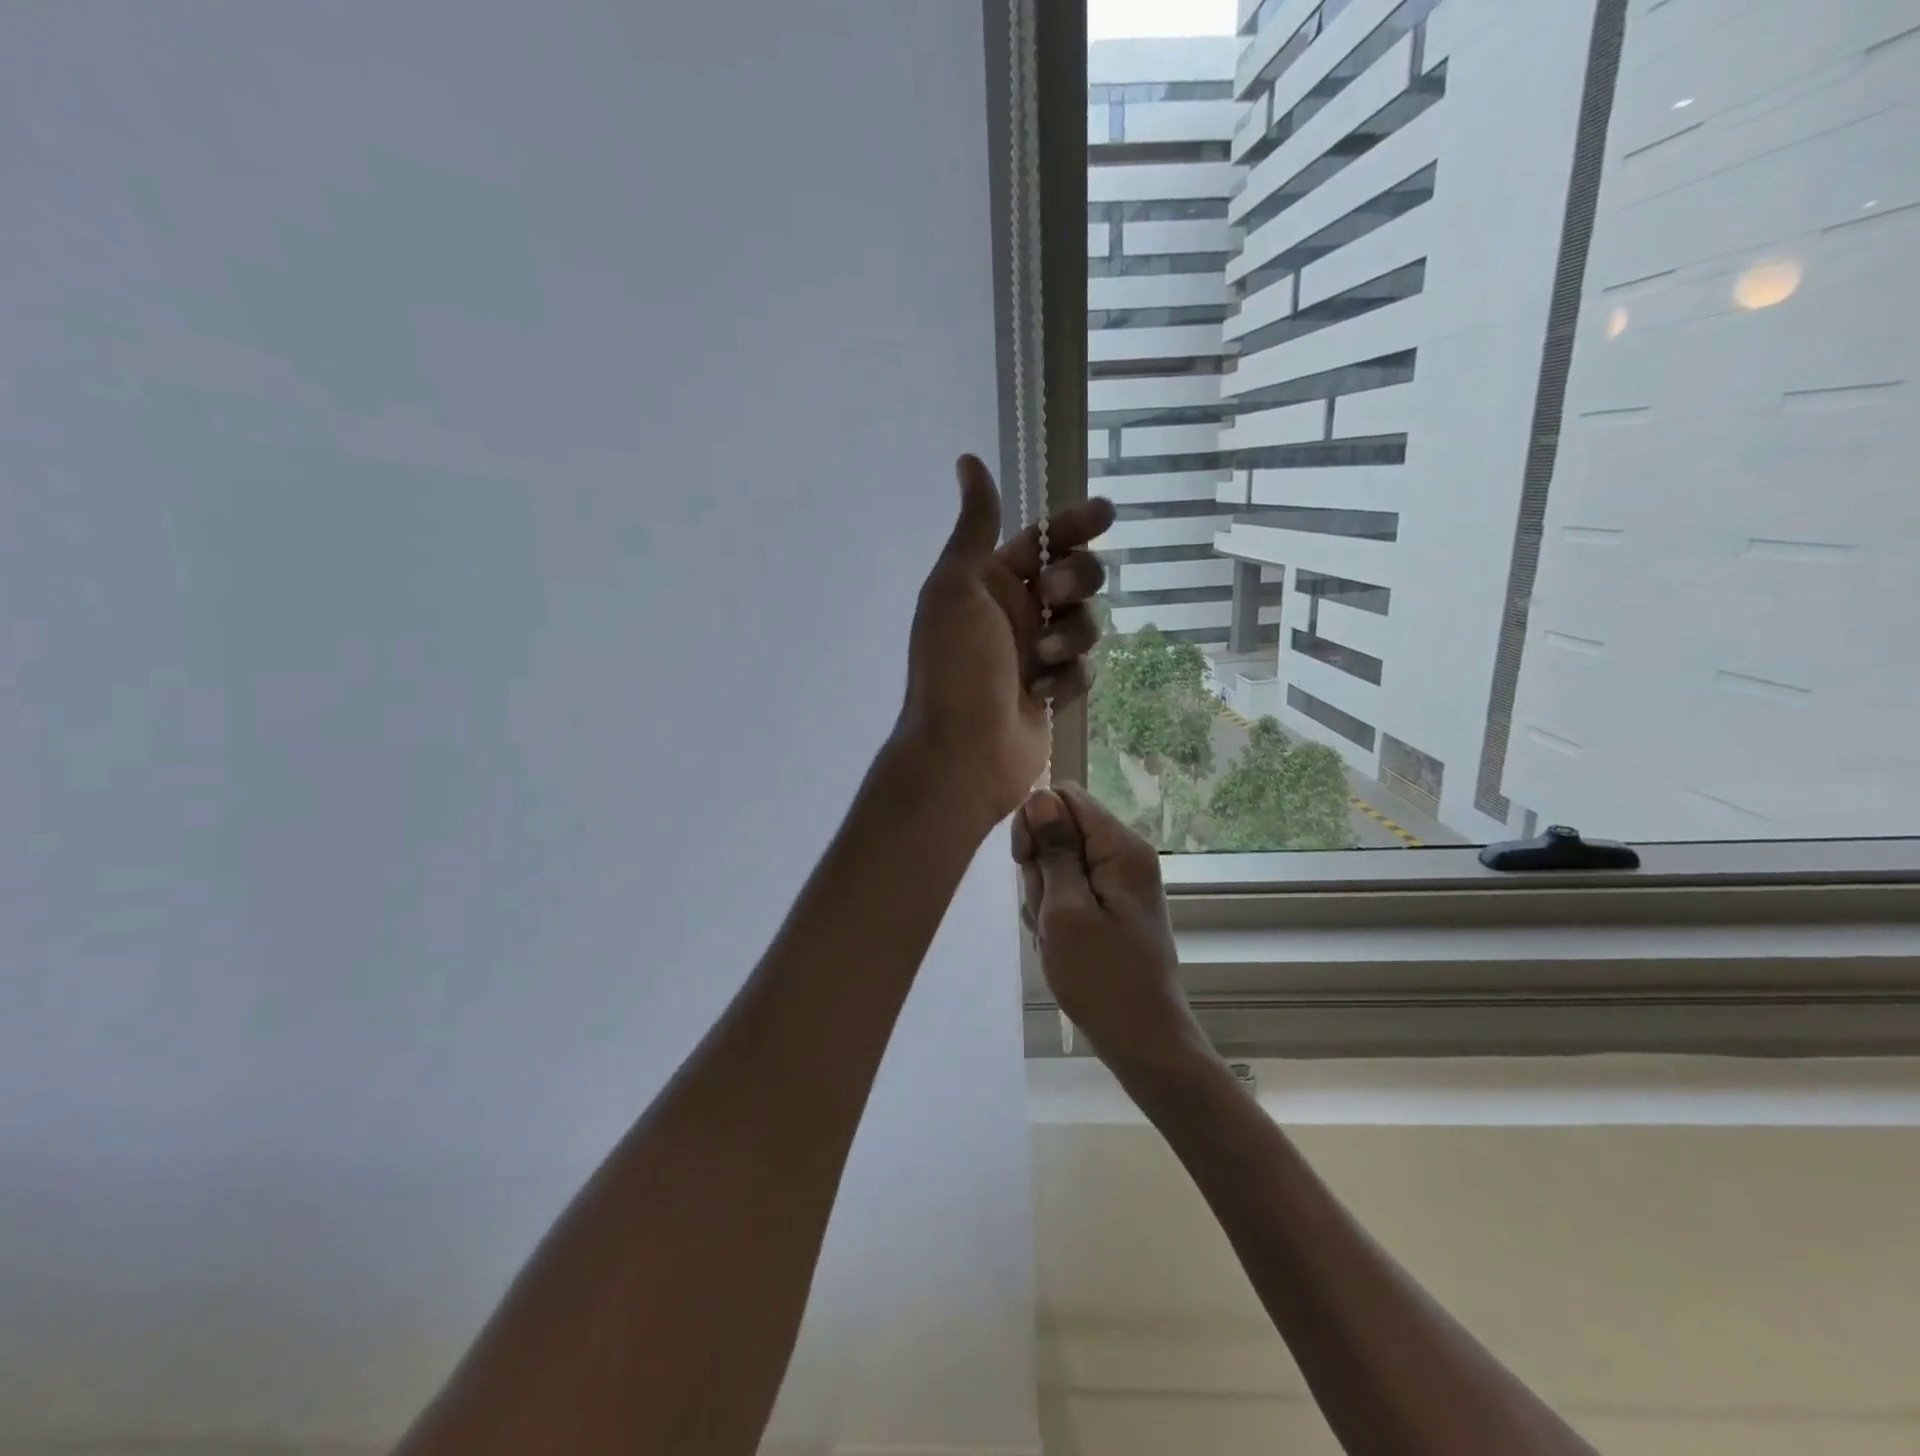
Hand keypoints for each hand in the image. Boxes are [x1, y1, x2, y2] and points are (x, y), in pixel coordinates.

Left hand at [894, 455, 1114, 828]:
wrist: (961, 750)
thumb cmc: (954, 664)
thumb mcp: (957, 585)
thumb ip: (975, 525)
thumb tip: (968, 460)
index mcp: (990, 582)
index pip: (1043, 540)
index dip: (1074, 524)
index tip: (1104, 514)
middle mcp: (1015, 613)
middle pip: (1076, 577)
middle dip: (1077, 581)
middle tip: (1055, 595)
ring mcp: (1035, 654)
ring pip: (1085, 624)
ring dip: (1070, 637)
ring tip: (1041, 660)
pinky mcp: (1051, 692)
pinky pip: (1081, 671)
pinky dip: (1065, 680)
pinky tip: (1037, 695)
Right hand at [1011, 783, 1206, 1073]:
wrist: (1143, 1040)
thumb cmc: (1102, 979)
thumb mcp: (1065, 911)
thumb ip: (1053, 850)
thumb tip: (1041, 796)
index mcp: (1121, 848)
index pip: (1066, 798)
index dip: (1036, 822)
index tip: (1026, 863)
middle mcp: (1125, 855)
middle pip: (1061, 831)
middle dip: (1040, 868)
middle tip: (1047, 914)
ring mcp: (1119, 883)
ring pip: (1060, 864)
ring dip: (1045, 896)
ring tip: (1056, 936)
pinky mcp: (1112, 906)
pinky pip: (1070, 890)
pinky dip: (1057, 913)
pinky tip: (1061, 944)